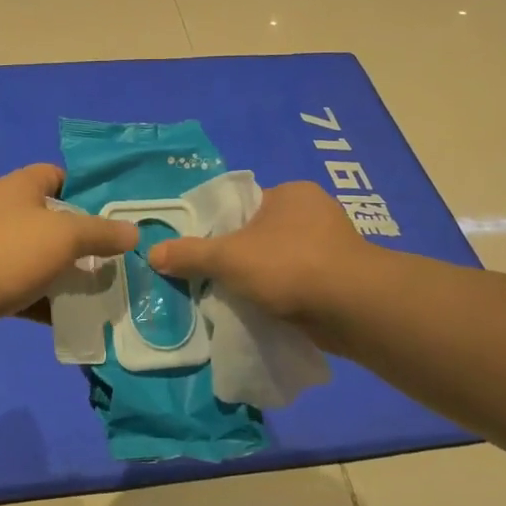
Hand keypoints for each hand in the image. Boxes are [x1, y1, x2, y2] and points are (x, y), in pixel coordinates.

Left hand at [0, 165, 137, 345]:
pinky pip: (30, 292)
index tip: (120, 214)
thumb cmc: (4, 251)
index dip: (90, 191)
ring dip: (72, 278)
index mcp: (25, 187)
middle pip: (58, 223)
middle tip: (124, 261)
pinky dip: (50, 305)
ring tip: (110, 294)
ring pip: (45, 261)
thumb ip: (100, 233)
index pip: (62, 177)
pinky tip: (79, 321)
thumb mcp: (63, 236)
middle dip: (89, 243)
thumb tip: (133, 231)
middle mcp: (11, 214)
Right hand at [149, 181, 366, 327]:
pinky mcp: (344, 277)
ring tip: (242, 300)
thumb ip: (190, 255)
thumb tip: (152, 253)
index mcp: (290, 193)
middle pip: (263, 234)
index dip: (222, 229)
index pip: (244, 206)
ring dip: (266, 280)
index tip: (207, 255)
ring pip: (284, 261)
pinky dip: (286, 295)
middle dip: (243, 258)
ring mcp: (334, 245)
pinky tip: (271, 312)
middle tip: (219, 281)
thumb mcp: (228, 258)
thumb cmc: (288, 265)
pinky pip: (302, 283)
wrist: (353, 307)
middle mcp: (315, 212)